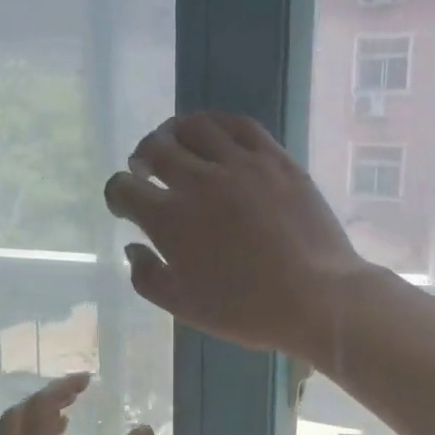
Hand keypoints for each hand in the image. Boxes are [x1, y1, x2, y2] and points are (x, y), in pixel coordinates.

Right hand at [103, 112, 367, 364]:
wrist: (317, 297)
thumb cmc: (247, 310)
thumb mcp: (184, 307)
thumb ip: (147, 276)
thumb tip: (132, 245)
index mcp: (170, 220)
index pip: (124, 188)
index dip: (117, 194)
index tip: (125, 205)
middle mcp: (199, 182)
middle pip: (155, 148)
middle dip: (141, 157)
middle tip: (146, 169)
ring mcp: (240, 165)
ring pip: (195, 127)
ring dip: (175, 133)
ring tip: (176, 144)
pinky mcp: (275, 159)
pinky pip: (239, 124)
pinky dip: (217, 124)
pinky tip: (214, 134)